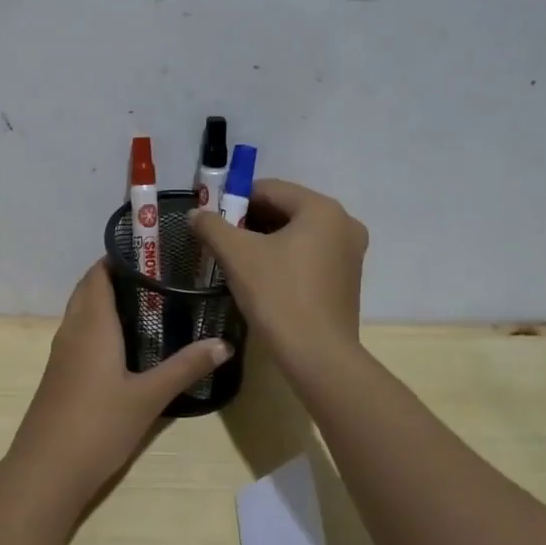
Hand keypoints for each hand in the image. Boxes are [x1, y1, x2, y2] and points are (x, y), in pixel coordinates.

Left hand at [5, 261, 232, 519]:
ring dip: (107, 301)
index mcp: (92, 323)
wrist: (46, 470)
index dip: (120, 257)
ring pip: (83, 312)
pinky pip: (80, 333)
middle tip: (158, 276)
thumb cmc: (98, 425)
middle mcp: (72, 329)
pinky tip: (126, 343)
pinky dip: (100, 325)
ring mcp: (61, 352)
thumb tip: (224, 343)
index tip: (153, 252)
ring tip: (149, 302)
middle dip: (117, 276)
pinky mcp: (60, 373)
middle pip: (89, 288)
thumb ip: (185, 367)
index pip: (98, 273)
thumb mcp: (149, 397)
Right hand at [189, 179, 367, 367]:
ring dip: (266, 241)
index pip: (269, 189)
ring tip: (238, 261)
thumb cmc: (278, 295)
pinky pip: (309, 254)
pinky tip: (263, 278)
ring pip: (297, 234)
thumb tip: (195, 214)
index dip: (235, 200)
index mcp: (321, 209)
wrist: (317, 356)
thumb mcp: (237, 255)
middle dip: (250, 221)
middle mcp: (343, 223)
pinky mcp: (347, 279)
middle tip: (222, 241)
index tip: (213, 221)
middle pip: (285, 209)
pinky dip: (285, 258)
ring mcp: (350, 253)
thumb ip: (212, 226)